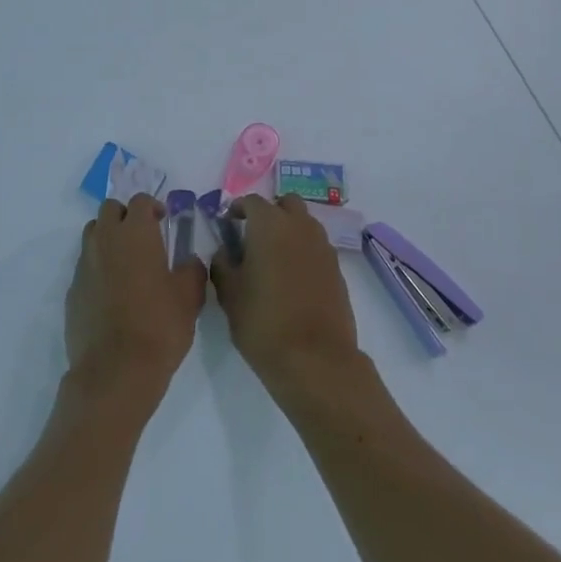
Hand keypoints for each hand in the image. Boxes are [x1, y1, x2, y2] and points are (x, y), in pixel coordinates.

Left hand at [65, 195, 207, 412]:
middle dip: (126, 216)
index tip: (164, 221)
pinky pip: (85, 265)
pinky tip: (112, 292)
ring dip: (108, 237)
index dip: (153, 207)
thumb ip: (192, 269)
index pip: (140, 201)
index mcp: (135, 233)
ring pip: (93, 233)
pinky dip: (97, 267)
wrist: (115, 371)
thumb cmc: (159, 326)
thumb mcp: (190, 297)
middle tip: (143, 237)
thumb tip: (189, 261)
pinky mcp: (72, 290)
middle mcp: (105, 239)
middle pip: (110, 210)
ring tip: (126, 261)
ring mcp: (84, 264)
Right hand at [211, 194, 366, 401]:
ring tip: (273, 259)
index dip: (237, 209)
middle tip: (254, 236)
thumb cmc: (264, 323)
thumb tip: (225, 251)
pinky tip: (293, 280)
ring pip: (305, 224)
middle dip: (270, 212)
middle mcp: (300, 226)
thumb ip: (223, 265)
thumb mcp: (230, 295)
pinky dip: (304, 252)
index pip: (252, 201)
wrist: (316, 360)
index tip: (228, 225)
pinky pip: (317, 248)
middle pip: (286, 204)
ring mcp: (323, 247)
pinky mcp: (338, 270)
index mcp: (270, 224)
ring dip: (290, 230)